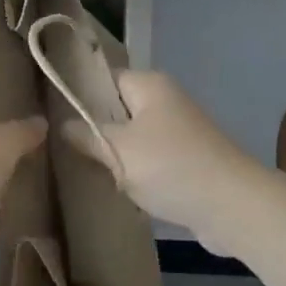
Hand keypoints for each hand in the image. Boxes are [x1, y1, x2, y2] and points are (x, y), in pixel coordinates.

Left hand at [0, 89, 45, 263]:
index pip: (0, 100)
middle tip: (48, 170)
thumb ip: (26, 133)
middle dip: (17, 156)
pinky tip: (10, 228)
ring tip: (36, 202)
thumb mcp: (3, 146)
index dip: (26, 113)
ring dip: (1, 188)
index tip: (53, 132)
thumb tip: (41, 122)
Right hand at [65, 70, 282, 256]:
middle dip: (94, 130)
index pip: (104, 78)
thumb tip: (63, 125)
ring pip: (133, 138)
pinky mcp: (187, 161)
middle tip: (61, 149)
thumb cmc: (171, 167)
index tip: (52, 116)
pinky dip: (136, 173)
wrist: (232, 206)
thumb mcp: (118, 150)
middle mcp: (165, 101)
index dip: (78, 95)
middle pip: (117, 109)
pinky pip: (150, 160)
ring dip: (115, 155)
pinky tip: (117, 190)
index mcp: (149, 85)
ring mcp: (179, 132)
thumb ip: (87, 135)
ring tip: (84, 171)